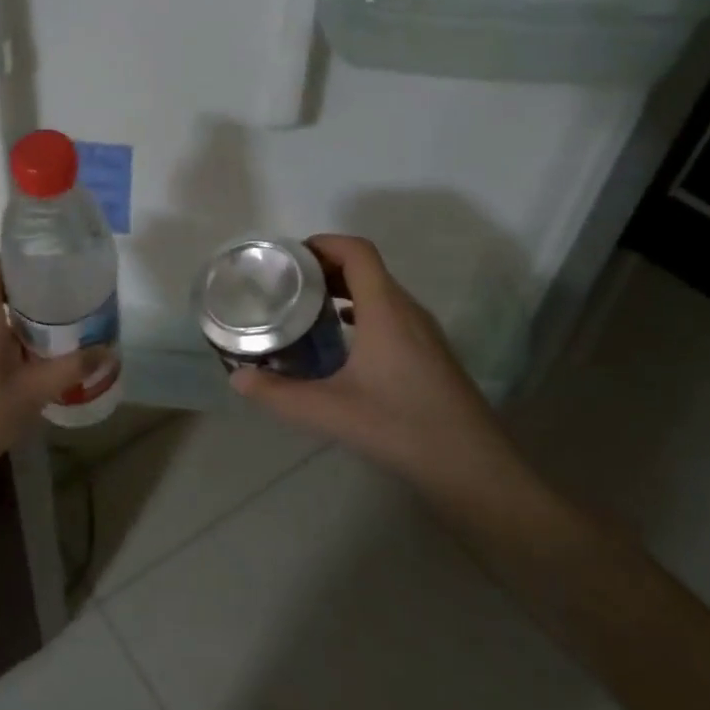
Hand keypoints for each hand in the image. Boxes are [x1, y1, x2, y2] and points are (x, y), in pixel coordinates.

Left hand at [0, 257, 103, 470]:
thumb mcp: (35, 389)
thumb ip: (73, 367)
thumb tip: (109, 352)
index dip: (15, 259)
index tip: (47, 265)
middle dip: (25, 284)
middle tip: (62, 290)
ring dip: (16, 307)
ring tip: (55, 314)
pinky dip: (6, 325)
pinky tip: (34, 344)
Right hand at [229, 235, 511, 489]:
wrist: (472, 466)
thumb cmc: (400, 427)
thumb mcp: (329, 411)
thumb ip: (278, 394)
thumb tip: (237, 379)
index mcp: (385, 309)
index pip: (357, 251)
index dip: (323, 243)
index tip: (289, 256)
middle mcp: (407, 310)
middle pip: (366, 267)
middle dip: (325, 266)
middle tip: (286, 283)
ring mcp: (423, 331)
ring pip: (380, 291)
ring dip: (344, 289)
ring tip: (307, 307)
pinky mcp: (429, 352)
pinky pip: (390, 313)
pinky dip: (361, 311)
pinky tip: (341, 340)